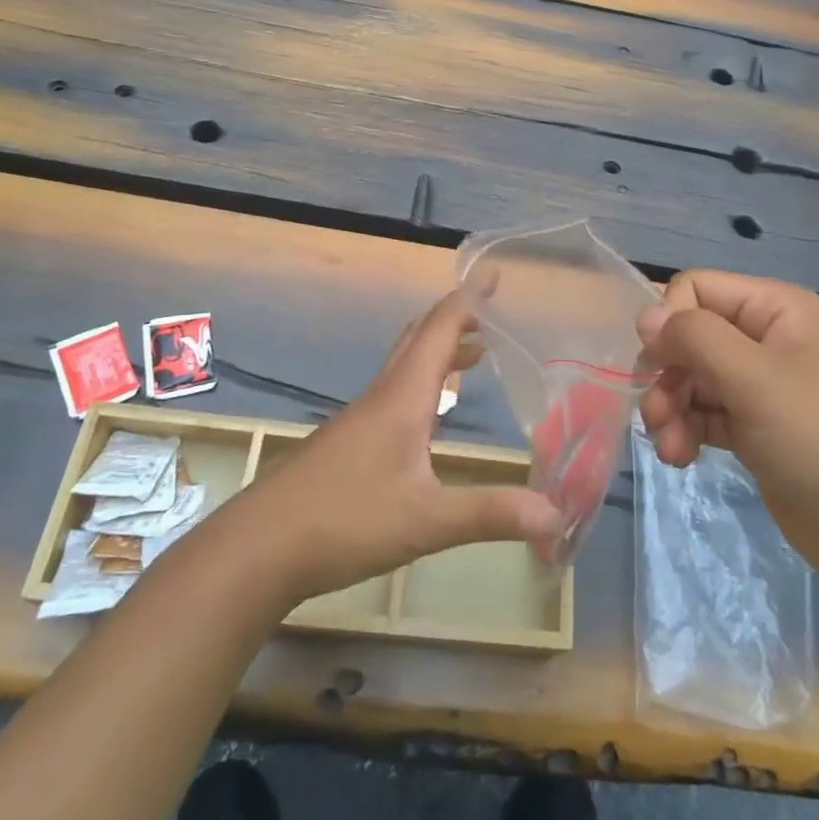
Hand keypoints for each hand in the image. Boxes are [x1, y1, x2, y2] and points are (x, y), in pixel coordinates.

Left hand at [238, 284, 562, 602]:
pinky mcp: (349, 441)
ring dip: (440, 351)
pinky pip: (395, 391)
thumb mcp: (426, 521)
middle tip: (491, 315)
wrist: (261, 546)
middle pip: (420, 338)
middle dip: (456, 320)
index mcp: (403, 396)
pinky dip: (423, 382)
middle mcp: (382, 395)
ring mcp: (361, 417)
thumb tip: (557, 516)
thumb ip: (490, 514)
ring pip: (405, 365)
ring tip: (475, 356)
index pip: (440, 329)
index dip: (469, 299)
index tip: (493, 273)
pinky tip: (430, 416)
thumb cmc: (346, 520)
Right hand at [636, 271, 818, 584]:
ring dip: (670, 408)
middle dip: (667, 374)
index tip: (659, 364)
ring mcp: (760, 384)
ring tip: (669, 447)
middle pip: (688, 336)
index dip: (670, 321)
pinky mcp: (753, 426)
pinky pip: (703, 412)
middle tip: (657, 414)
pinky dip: (685, 430)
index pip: (696, 289)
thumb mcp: (752, 378)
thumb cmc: (818, 439)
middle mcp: (765, 338)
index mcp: (775, 309)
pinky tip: (681, 457)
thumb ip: (694, 337)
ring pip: (690, 377)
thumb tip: (645, 316)